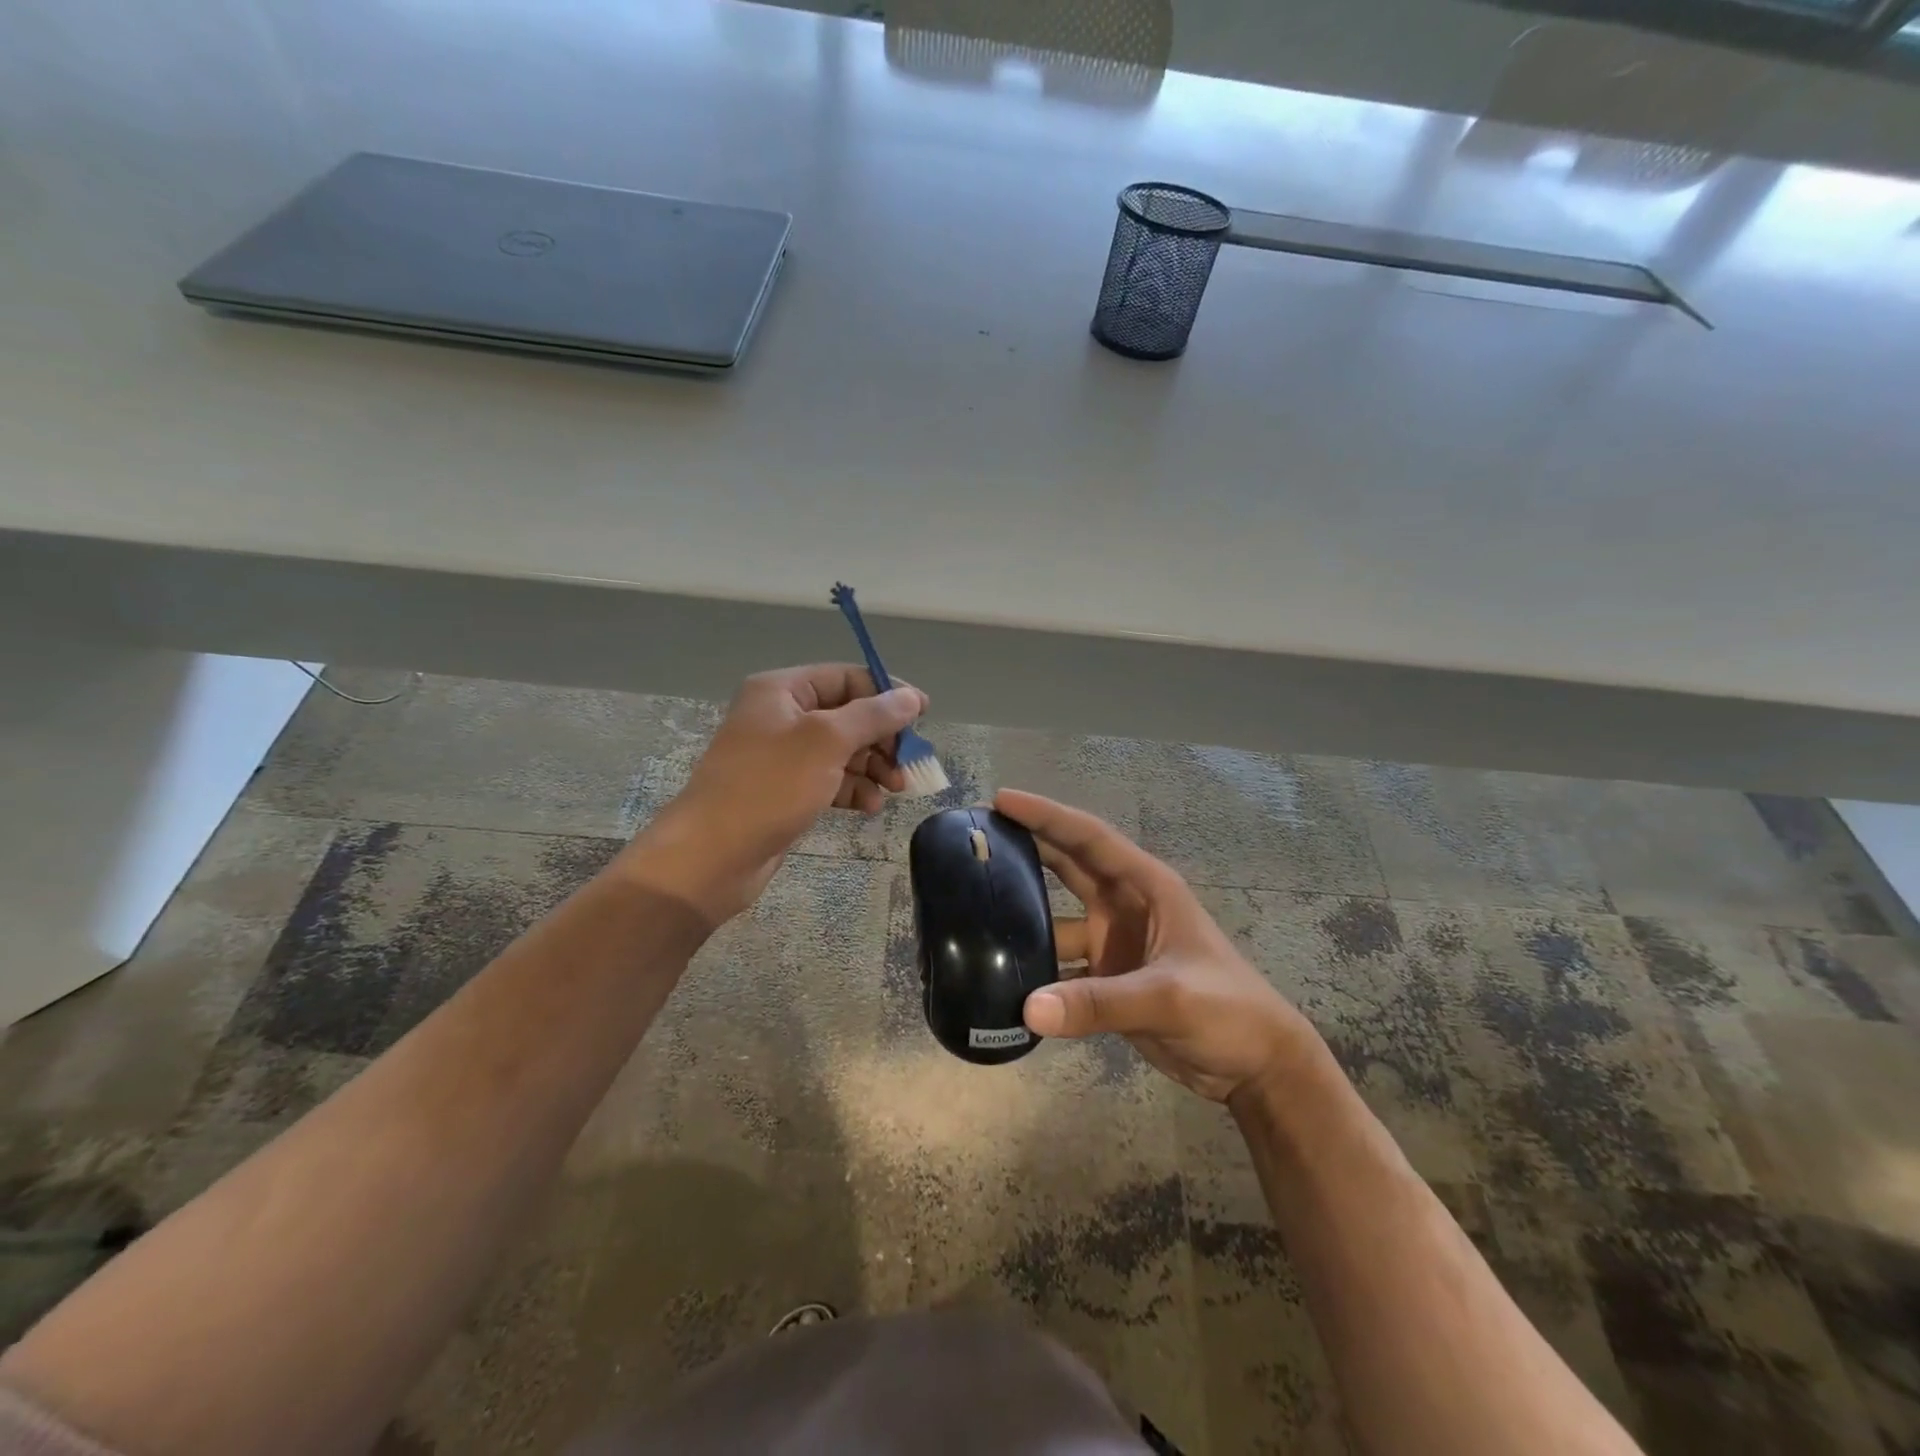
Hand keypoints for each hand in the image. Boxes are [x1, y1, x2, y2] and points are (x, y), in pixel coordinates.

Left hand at [615, 665, 927, 924]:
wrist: (712, 855)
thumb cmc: (769, 786)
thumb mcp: (826, 742)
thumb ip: (873, 715)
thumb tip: (911, 697)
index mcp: (783, 691)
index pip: (846, 678)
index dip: (887, 693)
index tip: (923, 715)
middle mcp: (782, 717)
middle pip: (848, 715)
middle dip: (883, 738)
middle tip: (910, 762)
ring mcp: (783, 757)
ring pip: (844, 751)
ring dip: (873, 767)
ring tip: (897, 788)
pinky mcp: (786, 791)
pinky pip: (831, 780)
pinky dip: (854, 789)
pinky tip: (871, 807)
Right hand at [997, 789, 1318, 1106]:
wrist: (1256, 1066)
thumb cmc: (1227, 1010)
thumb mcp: (1168, 997)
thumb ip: (1099, 1003)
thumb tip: (1028, 1008)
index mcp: (1146, 887)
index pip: (1088, 839)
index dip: (1046, 816)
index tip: (1001, 800)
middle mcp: (1124, 906)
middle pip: (1066, 867)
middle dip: (1025, 848)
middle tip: (974, 838)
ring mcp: (1114, 943)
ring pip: (1057, 919)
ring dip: (1022, 916)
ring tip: (971, 909)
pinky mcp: (1107, 981)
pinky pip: (1060, 967)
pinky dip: (1034, 970)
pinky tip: (999, 975)